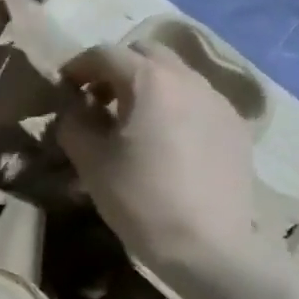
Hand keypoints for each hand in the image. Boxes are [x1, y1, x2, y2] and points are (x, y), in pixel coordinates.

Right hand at [56, 42, 257, 276]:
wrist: (206, 245)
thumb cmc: (139, 198)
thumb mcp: (90, 161)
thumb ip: (74, 123)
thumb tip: (75, 109)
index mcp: (149, 81)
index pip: (104, 54)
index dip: (77, 67)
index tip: (63, 89)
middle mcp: (189, 79)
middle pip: (146, 53)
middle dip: (116, 69)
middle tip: (98, 101)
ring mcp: (218, 101)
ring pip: (175, 75)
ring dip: (147, 87)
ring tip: (132, 123)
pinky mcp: (234, 126)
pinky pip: (197, 101)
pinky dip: (173, 107)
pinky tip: (165, 143)